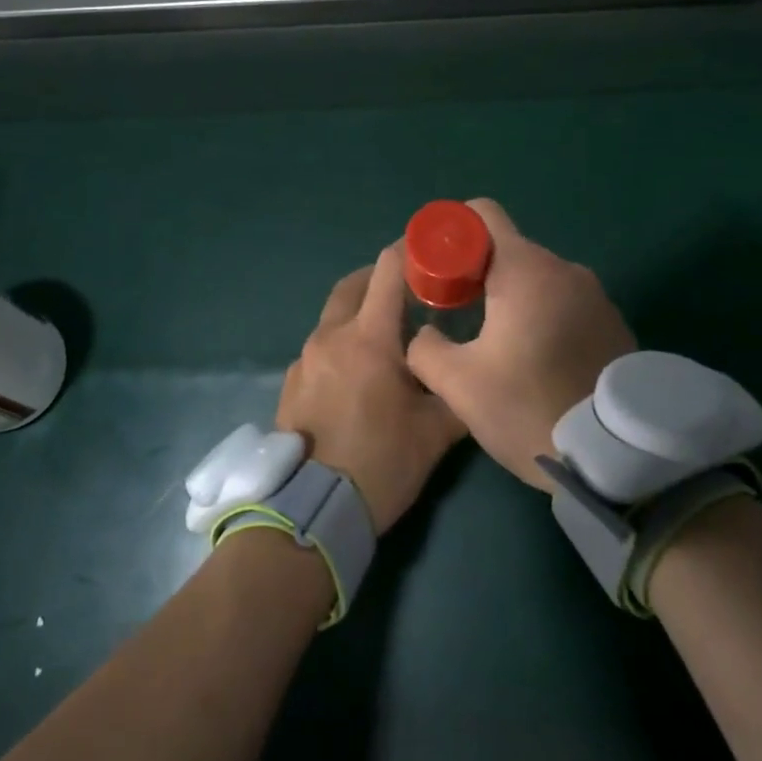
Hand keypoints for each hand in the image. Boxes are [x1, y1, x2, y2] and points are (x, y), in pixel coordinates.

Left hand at [276, 245, 467, 533]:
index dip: (407, 252)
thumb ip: (455, 390)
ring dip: (358, 312)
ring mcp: (305, 358)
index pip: (386, 271)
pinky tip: (356, 374)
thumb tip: (469, 371)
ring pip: (333, 316)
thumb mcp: (436, 431)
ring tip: (384, 337)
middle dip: (379, 279)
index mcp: (369, 338)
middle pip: (352, 285)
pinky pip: (320, 347)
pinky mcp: (291, 382)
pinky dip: (340, 343)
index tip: (427, 252)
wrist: (313, 508)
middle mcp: (331, 336)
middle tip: (407, 292)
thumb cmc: (381, 462)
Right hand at [406, 199, 634, 490]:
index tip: (436, 270)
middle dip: (475, 270)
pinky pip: (564, 301)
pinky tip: (533, 357)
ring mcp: (595, 295)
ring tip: (494, 340)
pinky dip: (541, 313)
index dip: (450, 232)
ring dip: (509, 296)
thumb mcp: (458, 384)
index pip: (482, 214)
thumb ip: (425, 348)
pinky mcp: (613, 322)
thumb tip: (423, 333)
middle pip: (507, 248)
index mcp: (525, 270)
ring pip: (536, 277)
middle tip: (455, 311)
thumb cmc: (529, 408)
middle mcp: (565, 269)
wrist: (617, 459)